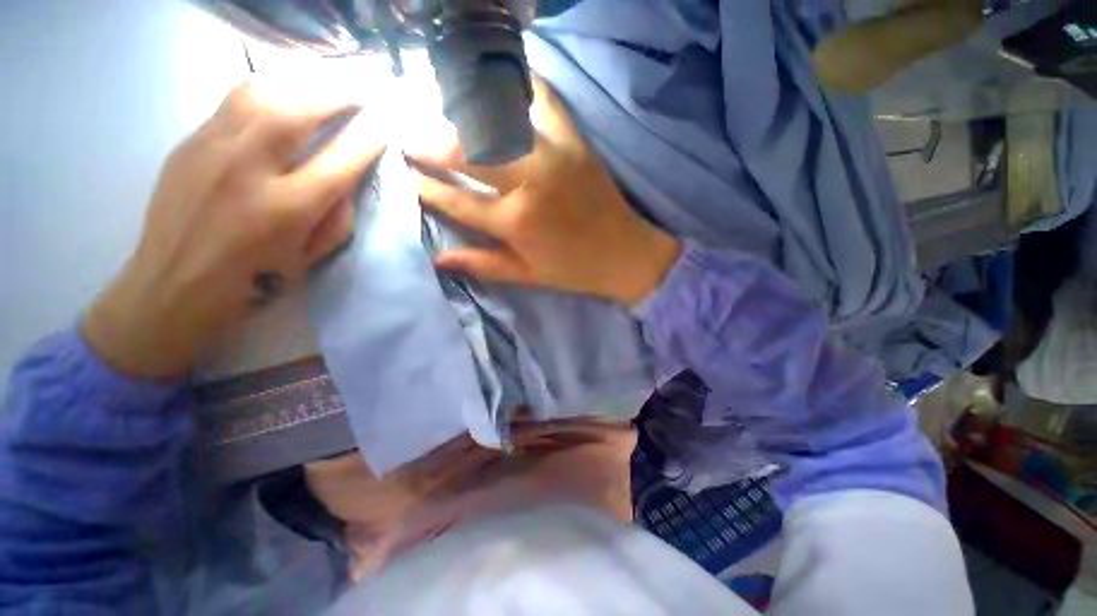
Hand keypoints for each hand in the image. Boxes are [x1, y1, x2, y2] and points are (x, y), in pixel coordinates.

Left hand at [83, 80, 384, 377]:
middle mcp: (246, 171)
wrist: (171, 288)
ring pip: (261, 92)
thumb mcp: (308, 260)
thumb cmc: (251, 284)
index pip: (339, 162)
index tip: (385, 128)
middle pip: (296, 111)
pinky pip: (235, 100)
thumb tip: (348, 182)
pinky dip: (270, 87)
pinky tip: (288, 90)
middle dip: (337, 94)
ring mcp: (211, 149)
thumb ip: (336, 219)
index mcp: (285, 211)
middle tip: (363, 89)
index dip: (368, 141)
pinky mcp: (189, 142)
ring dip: (302, 81)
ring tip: (328, 81)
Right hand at [408, 78, 678, 305]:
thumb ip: (482, 265)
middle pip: (467, 150)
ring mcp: (553, 155)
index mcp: (516, 223)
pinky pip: (543, 100)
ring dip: (460, 109)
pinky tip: (495, 80)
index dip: (425, 186)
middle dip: (428, 140)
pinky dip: (518, 84)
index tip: (403, 172)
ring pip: (495, 120)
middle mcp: (529, 183)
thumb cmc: (574, 269)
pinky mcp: (575, 141)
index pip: (456, 199)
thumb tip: (438, 259)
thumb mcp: (527, 276)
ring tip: (437, 105)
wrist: (625, 254)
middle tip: (406, 132)